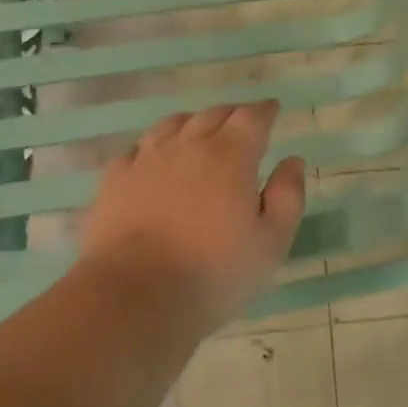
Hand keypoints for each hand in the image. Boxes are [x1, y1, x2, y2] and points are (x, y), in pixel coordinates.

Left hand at [79, 102, 306, 331]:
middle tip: (243, 123)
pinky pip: (138, 148)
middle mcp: (188, 146)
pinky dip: (154, 145)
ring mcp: (147, 160)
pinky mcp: (115, 180)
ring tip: (200, 131)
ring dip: (193, 123)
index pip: (252, 118)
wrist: (133, 297)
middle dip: (233, 114)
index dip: (265, 110)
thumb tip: (292, 161)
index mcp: (231, 156)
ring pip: (173, 124)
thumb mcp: (271, 243)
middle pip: (213, 114)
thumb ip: (287, 196)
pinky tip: (155, 157)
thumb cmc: (213, 274)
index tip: (273, 109)